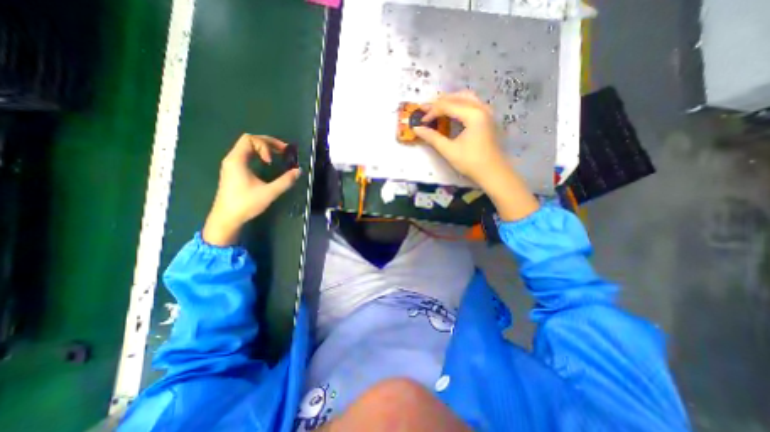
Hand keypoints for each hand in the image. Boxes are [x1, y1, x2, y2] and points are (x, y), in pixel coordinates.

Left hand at [201, 133, 299, 245]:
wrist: (226, 218)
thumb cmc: (246, 204)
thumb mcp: (269, 192)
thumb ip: (285, 181)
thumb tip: (299, 171)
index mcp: (237, 160)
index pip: (250, 139)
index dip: (265, 145)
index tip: (272, 161)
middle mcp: (232, 159)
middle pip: (249, 141)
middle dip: (268, 144)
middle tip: (284, 151)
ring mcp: (232, 165)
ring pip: (248, 148)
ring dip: (264, 149)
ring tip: (278, 156)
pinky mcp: (234, 172)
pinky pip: (247, 156)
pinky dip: (259, 156)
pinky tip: (268, 165)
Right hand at [415, 90, 536, 220]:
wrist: (492, 173)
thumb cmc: (471, 162)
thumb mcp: (449, 150)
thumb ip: (432, 137)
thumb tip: (416, 129)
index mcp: (473, 114)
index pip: (447, 106)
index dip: (431, 112)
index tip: (421, 121)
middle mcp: (481, 108)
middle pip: (457, 97)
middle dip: (440, 102)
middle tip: (425, 109)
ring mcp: (486, 112)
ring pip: (466, 97)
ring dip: (450, 100)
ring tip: (437, 107)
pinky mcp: (487, 118)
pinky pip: (472, 104)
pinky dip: (459, 104)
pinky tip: (452, 112)